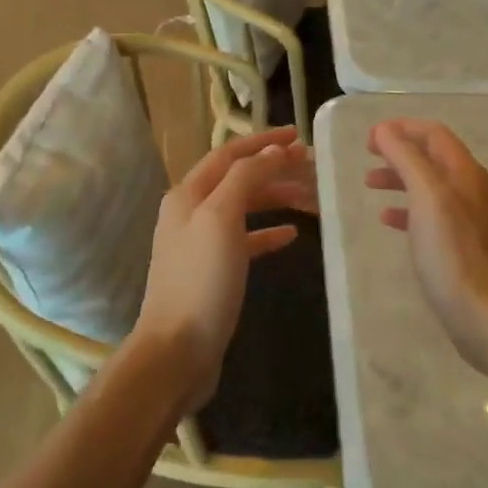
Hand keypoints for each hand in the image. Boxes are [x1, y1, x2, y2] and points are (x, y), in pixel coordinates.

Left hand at [135, 127, 317, 411]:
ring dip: (275, 198)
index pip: (230, 154)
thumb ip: (246, 178)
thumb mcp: (222, 218)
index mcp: (188, 194)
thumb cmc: (200, 280)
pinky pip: (245, 240)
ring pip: (244, 208)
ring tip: (310, 198)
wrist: (176, 351)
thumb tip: (273, 151)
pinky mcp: (213, 271)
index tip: (299, 136)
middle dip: (273, 169)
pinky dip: (267, 233)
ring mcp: (201, 243)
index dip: (264, 142)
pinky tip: (291, 235)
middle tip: (311, 166)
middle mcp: (191, 212)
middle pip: (237, 178)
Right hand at [366, 119, 487, 371]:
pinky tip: (388, 220)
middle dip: (399, 152)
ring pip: (429, 185)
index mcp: (465, 173)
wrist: (485, 315)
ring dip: (400, 178)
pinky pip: (431, 214)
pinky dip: (408, 209)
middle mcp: (471, 189)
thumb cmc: (452, 253)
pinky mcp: (463, 245)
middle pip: (432, 157)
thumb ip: (406, 159)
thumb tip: (386, 130)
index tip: (370, 137)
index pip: (434, 134)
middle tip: (368, 156)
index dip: (402, 128)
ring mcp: (470, 218)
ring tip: (370, 184)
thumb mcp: (427, 197)